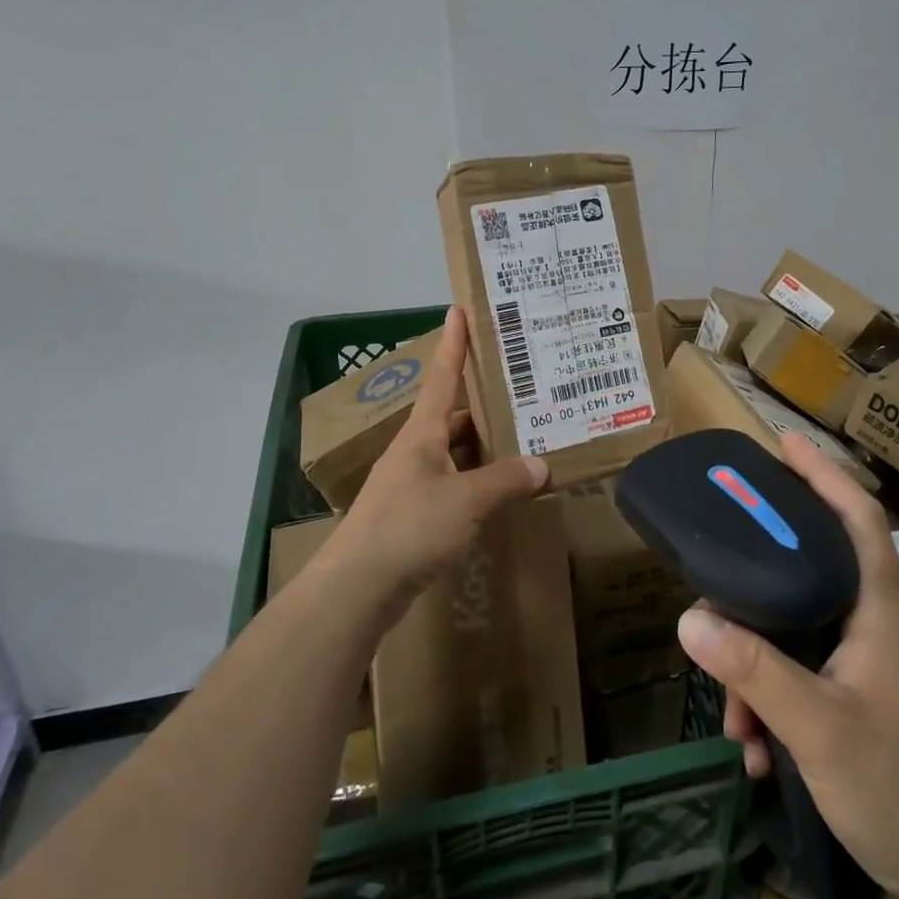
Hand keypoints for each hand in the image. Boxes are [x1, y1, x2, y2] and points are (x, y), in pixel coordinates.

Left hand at [332, 305, 548, 611]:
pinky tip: (502, 492)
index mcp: (422, 434)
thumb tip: (542, 465)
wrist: (357, 588)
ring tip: (525, 440)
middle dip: (485, 404)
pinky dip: (478, 483)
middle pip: (454, 417)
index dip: (453, 344)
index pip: (441, 377)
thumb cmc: (410, 528)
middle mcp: (416, 451)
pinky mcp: (415, 515)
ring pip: (456, 454)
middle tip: (524, 392)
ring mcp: (412, 484)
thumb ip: (506, 480)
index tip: (459, 311)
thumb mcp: (467, 500)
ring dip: (485, 448)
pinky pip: (455, 486)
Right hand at [675, 433, 898, 898]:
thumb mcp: (818, 728)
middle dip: (758, 585)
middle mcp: (875, 626)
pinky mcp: (863, 700)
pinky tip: (759, 751)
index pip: (858, 520)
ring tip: (736, 723)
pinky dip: (775, 702)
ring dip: (758, 669)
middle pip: (812, 571)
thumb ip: (754, 670)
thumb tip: (690, 618)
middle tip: (716, 579)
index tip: (783, 444)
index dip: (824, 474)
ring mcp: (870, 665)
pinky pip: (804, 677)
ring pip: (799, 635)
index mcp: (878, 611)